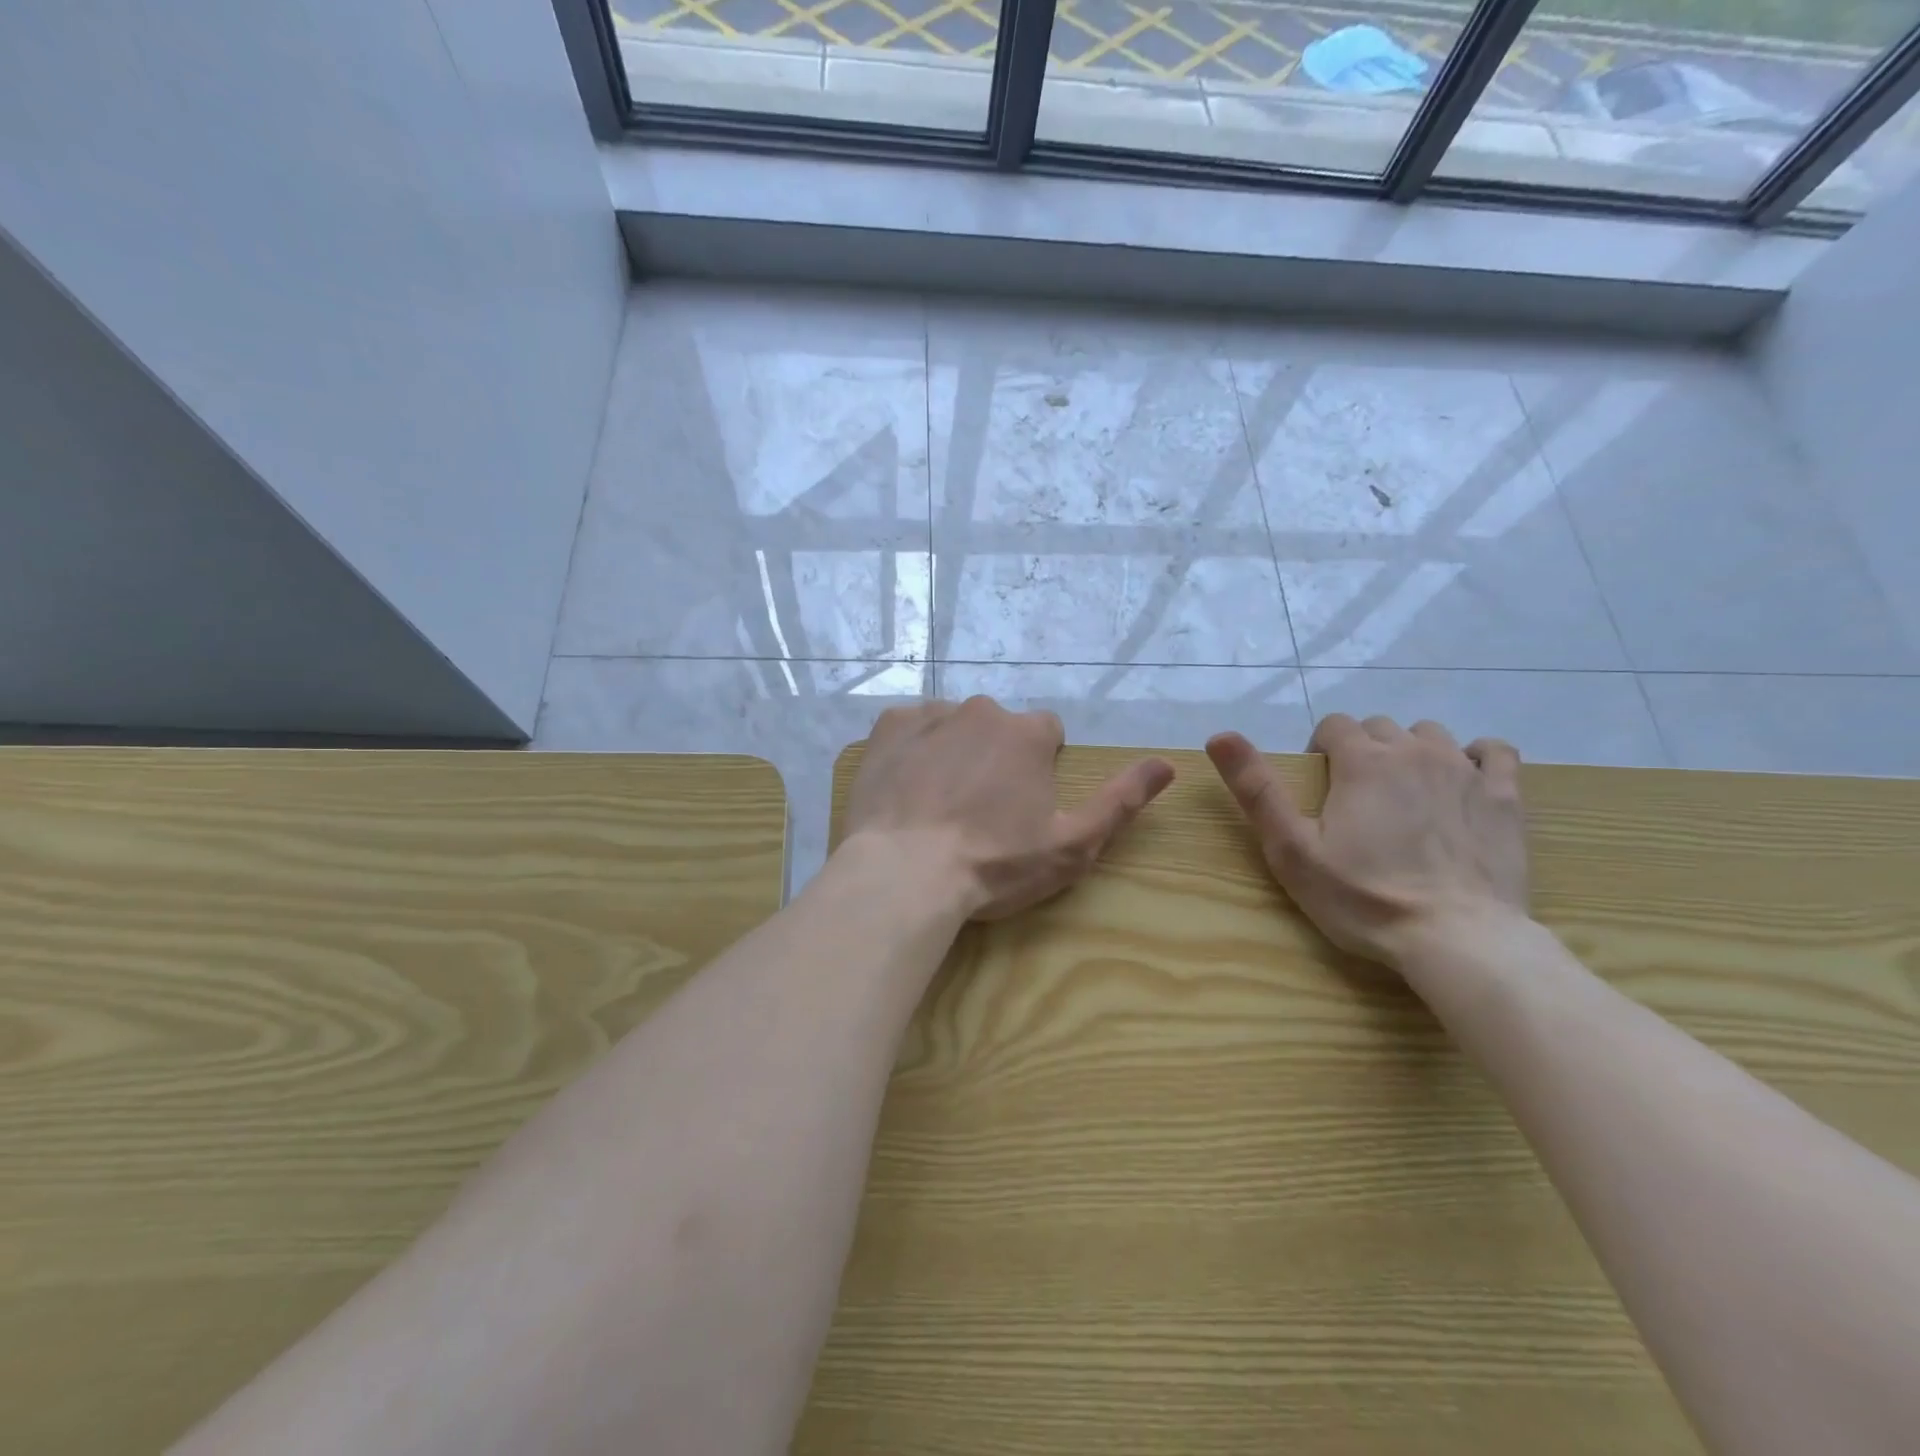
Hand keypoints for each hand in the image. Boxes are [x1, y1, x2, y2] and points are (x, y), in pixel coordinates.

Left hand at [842, 697, 1174, 920]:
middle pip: (998, 729)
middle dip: (995, 758)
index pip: (1047, 733)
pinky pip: (910, 728)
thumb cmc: (994, 864)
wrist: (905, 874)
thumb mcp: (1072, 845)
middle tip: (979, 810)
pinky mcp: (887, 728)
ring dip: (954, 752)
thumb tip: (1167, 762)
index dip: (1040, 767)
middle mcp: (982, 711)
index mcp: (1028, 734)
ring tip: (939, 804)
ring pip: (953, 726)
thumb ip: (1121, 800)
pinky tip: (906, 789)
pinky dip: (913, 750)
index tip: (1022, 805)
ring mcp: (930, 715)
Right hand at [1206, 715, 1529, 968]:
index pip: (1335, 725)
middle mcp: (1414, 751)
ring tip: (1406, 796)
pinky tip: (1463, 783)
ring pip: (1431, 736)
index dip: (1322, 751)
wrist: (1458, 939)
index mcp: (1362, 761)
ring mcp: (1466, 770)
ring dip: (1412, 753)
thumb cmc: (1364, 897)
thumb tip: (1219, 735)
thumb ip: (1256, 789)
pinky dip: (1475, 758)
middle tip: (1357, 801)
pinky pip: (1494, 751)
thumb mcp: (1291, 849)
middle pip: (1381, 727)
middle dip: (1364, 752)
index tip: (1321, 790)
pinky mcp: (1506, 797)